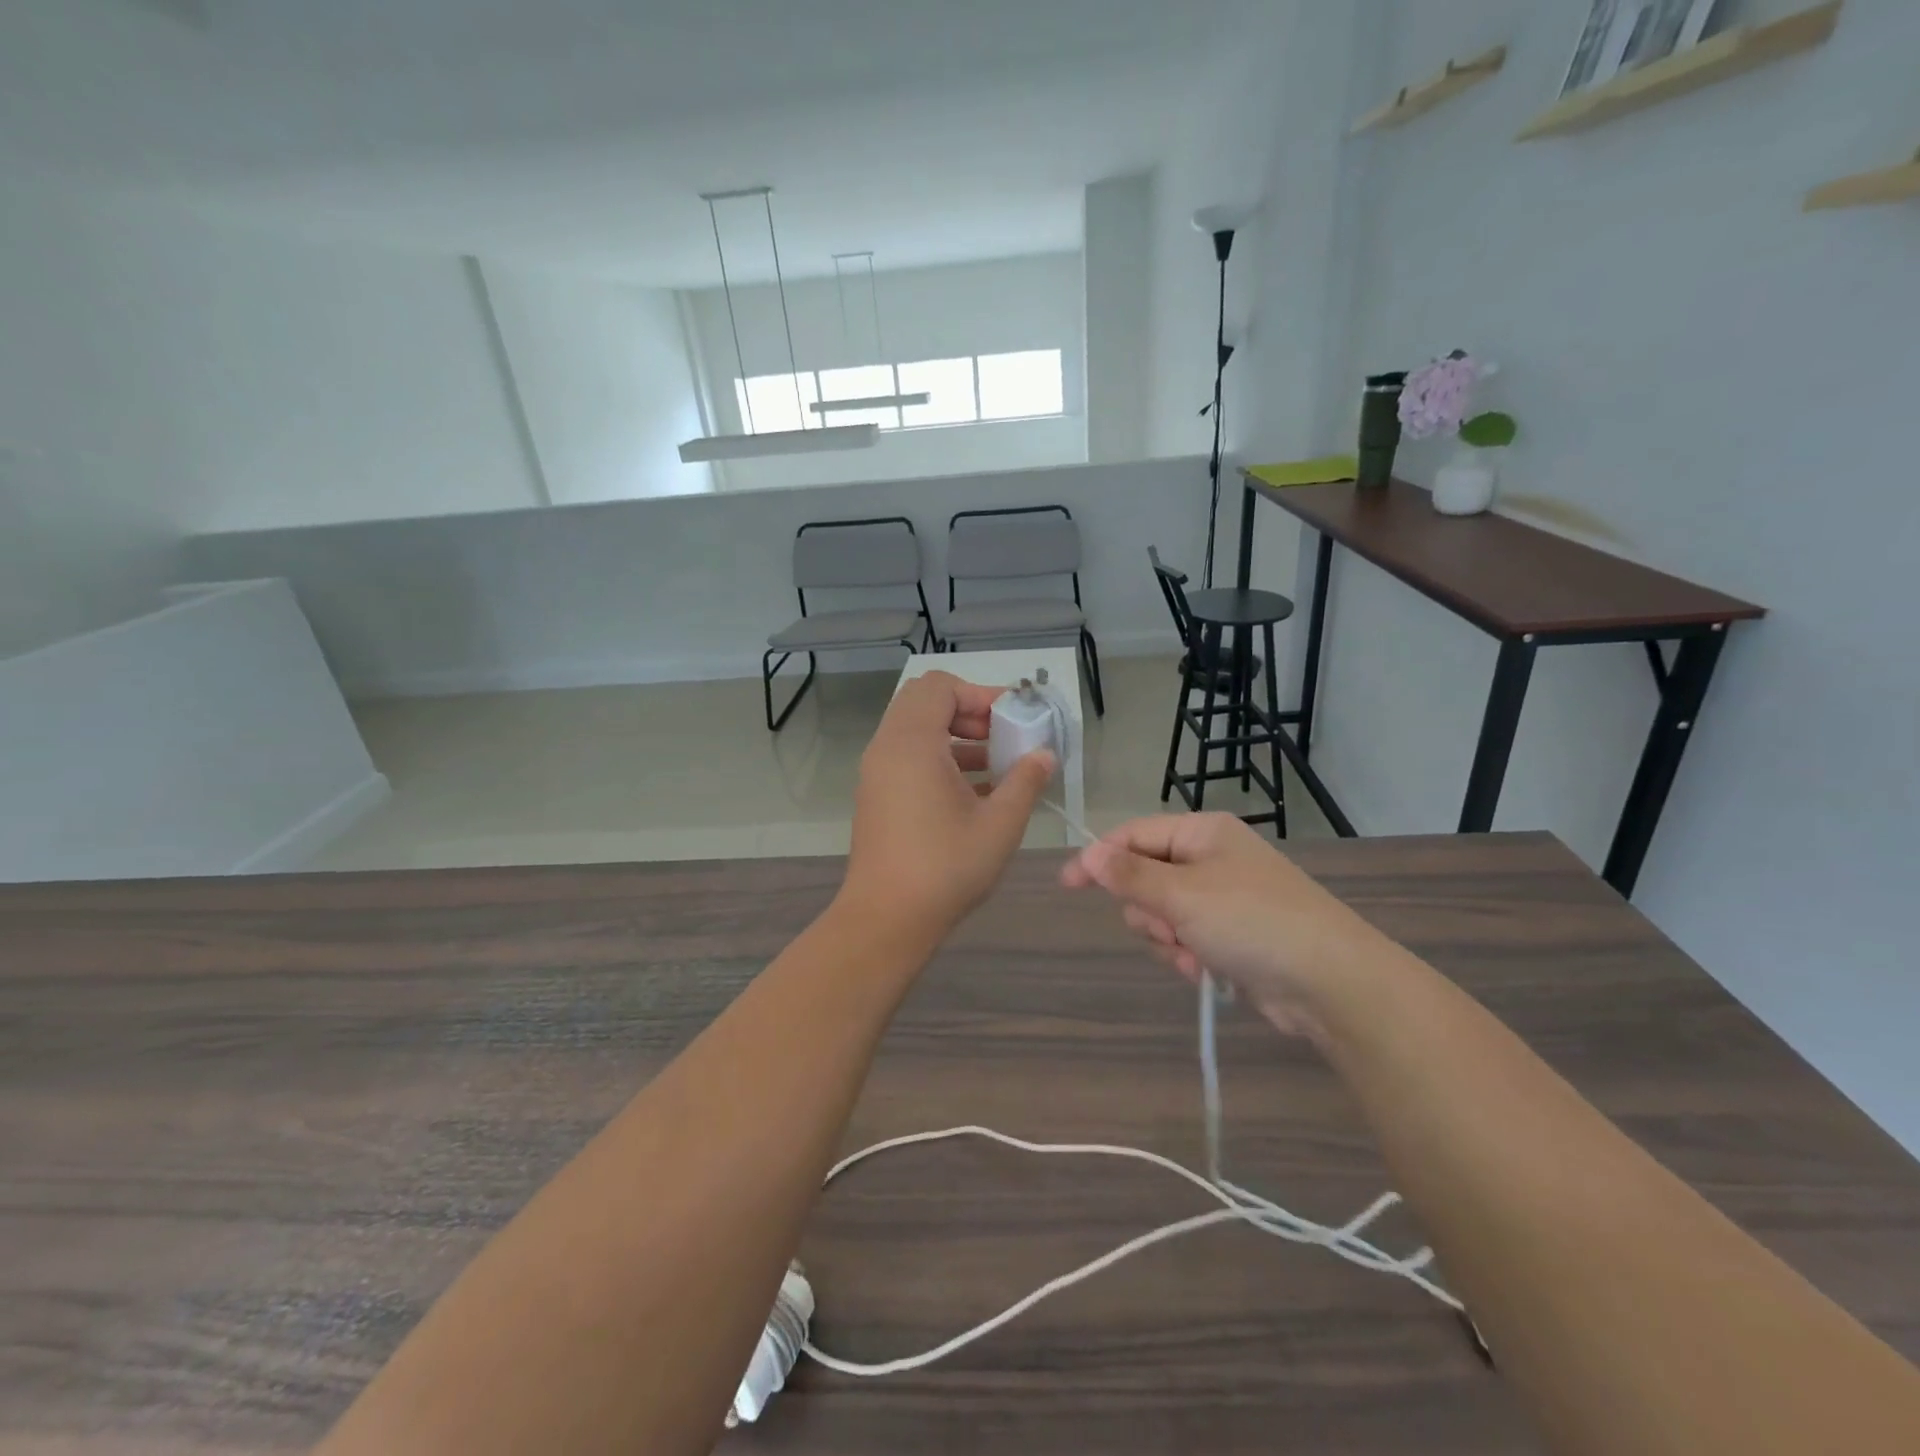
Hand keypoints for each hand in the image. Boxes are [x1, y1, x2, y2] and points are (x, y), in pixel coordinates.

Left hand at [842, 672, 1055, 938]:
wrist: (886, 919)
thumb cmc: (946, 867)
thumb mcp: (1000, 824)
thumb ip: (1026, 781)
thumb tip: (1044, 755)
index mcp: (912, 743)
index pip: (940, 687)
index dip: (979, 694)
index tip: (1012, 720)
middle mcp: (888, 747)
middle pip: (924, 702)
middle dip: (967, 712)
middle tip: (1001, 738)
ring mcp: (877, 772)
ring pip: (915, 731)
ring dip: (955, 737)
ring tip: (995, 767)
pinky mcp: (876, 795)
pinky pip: (907, 757)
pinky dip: (938, 759)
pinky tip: (974, 793)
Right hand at [1060, 813, 1394, 1036]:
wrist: (1331, 983)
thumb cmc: (1252, 921)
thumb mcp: (1182, 894)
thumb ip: (1129, 875)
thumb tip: (1088, 853)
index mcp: (1202, 833)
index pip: (1134, 835)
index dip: (1098, 858)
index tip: (1067, 885)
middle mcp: (1211, 859)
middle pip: (1145, 877)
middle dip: (1148, 910)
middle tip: (1168, 928)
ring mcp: (1223, 898)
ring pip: (1162, 913)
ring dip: (1168, 938)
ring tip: (1194, 955)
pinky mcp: (1232, 935)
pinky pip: (1185, 938)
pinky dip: (1187, 955)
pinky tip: (1207, 971)